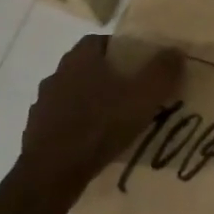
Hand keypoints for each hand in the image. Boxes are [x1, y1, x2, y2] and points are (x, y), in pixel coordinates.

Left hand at [20, 36, 183, 190]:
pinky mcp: (37, 131)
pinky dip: (77, 127)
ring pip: (73, 95)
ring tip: (114, 121)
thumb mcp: (142, 97)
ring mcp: (43, 104)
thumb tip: (176, 50)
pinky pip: (62, 122)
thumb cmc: (100, 126)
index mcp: (79, 59)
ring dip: (91, 103)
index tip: (139, 66)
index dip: (120, 50)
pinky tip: (93, 143)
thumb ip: (162, 72)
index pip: (100, 41)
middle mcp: (57, 74)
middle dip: (108, 78)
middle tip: (131, 94)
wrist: (53, 171)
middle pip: (86, 68)